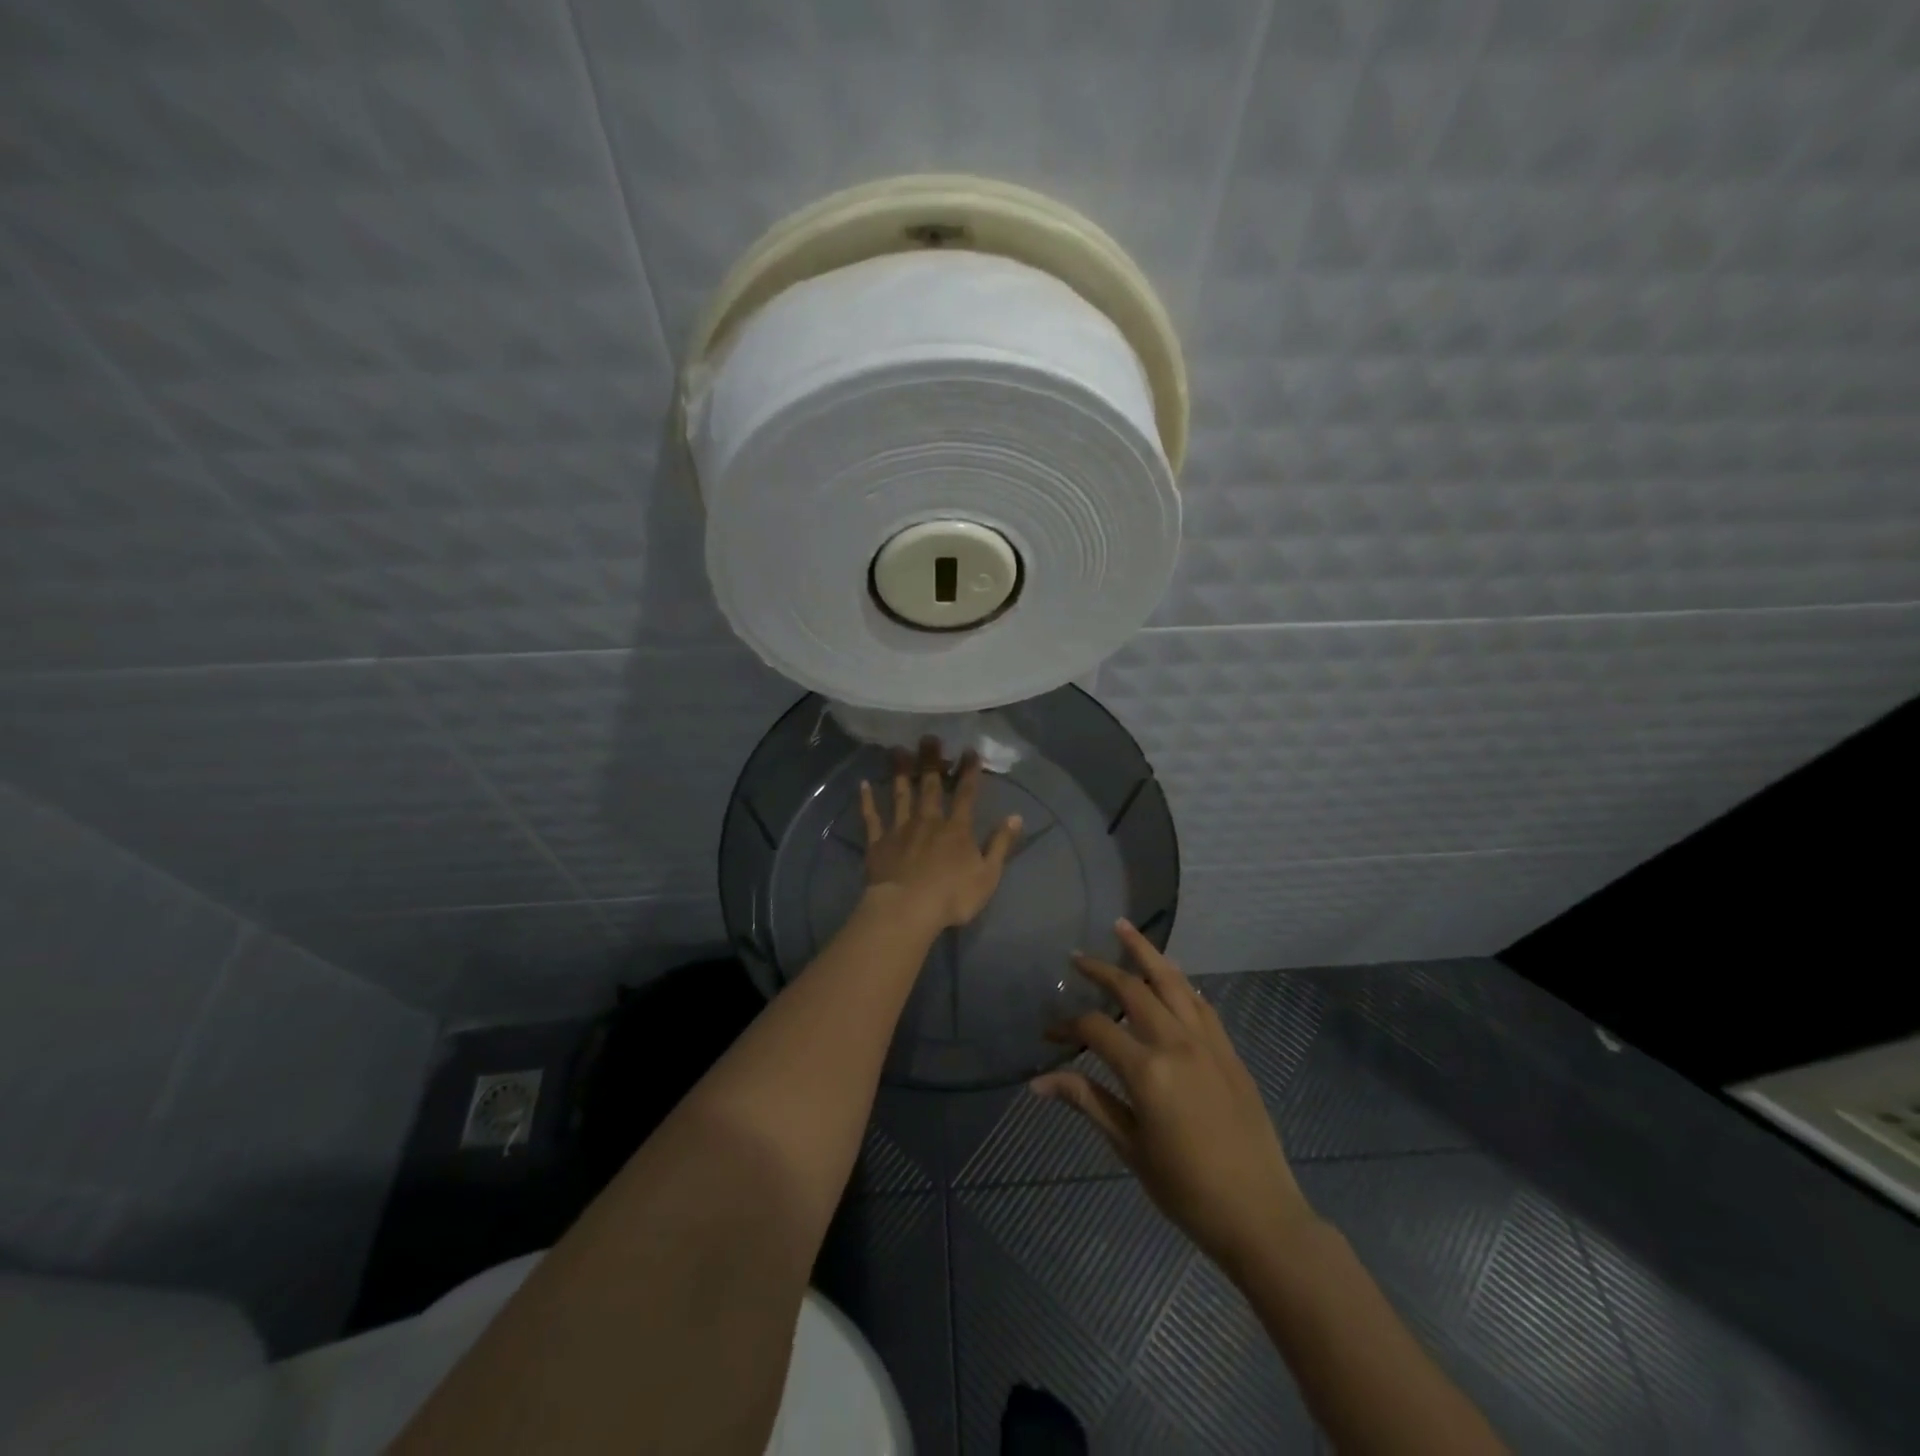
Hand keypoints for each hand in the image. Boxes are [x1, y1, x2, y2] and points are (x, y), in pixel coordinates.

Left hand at [859, 737, 1021, 932]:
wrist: (907, 910)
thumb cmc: (952, 896)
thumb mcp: (988, 875)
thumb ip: (1001, 844)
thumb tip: (1016, 817)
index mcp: (957, 829)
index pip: (966, 794)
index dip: (969, 772)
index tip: (969, 751)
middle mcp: (928, 821)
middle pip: (930, 786)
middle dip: (931, 761)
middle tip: (929, 738)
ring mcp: (900, 829)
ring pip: (900, 794)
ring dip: (900, 772)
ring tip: (898, 750)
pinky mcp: (877, 842)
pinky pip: (871, 818)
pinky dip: (867, 800)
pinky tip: (863, 784)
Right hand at [1032, 922, 1319, 1275]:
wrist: (1260, 1215)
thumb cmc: (1186, 1189)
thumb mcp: (1129, 1147)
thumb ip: (1087, 1102)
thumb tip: (1039, 1082)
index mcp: (1147, 1070)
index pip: (1095, 1028)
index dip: (1067, 1025)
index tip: (1048, 1033)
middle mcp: (1177, 1042)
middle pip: (1132, 989)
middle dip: (1101, 970)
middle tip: (1077, 957)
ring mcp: (1208, 1042)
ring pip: (1172, 981)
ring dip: (1146, 952)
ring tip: (1123, 928)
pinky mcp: (1229, 1051)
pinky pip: (1201, 1003)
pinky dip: (1180, 983)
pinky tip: (1171, 976)